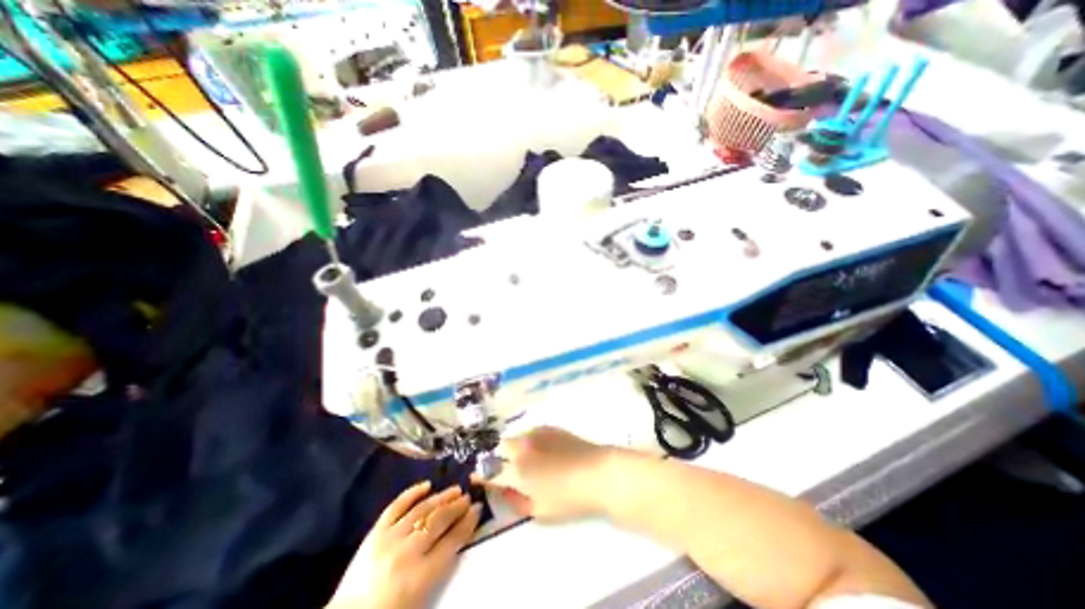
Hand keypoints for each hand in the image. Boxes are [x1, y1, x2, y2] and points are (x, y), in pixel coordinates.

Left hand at [327, 481, 480, 608]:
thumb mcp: (423, 595)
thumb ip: (442, 563)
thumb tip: (460, 531)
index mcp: (421, 575)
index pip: (452, 540)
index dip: (468, 522)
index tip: (478, 509)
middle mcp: (408, 552)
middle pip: (439, 520)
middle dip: (457, 506)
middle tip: (468, 497)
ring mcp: (390, 539)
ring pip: (422, 509)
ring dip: (442, 497)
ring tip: (455, 489)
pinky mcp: (375, 532)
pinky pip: (396, 506)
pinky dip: (412, 493)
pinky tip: (426, 485)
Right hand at [481, 426, 613, 521]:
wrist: (598, 472)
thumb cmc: (569, 498)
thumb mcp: (539, 510)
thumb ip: (515, 501)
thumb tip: (502, 490)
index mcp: (518, 470)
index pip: (490, 471)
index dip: (481, 475)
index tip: (477, 477)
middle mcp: (523, 447)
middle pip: (501, 447)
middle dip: (499, 457)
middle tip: (508, 469)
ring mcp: (537, 433)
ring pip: (516, 437)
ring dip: (514, 447)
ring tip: (528, 459)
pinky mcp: (550, 427)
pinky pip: (531, 431)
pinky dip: (529, 440)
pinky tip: (542, 450)